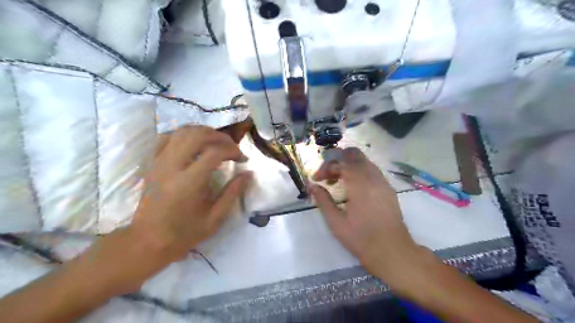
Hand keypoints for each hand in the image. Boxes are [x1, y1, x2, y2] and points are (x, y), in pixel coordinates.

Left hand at [132, 125, 253, 262]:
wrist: (148, 241)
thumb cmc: (184, 233)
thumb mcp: (215, 218)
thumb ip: (233, 193)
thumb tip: (248, 174)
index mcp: (188, 183)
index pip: (214, 152)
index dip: (232, 150)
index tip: (242, 159)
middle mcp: (172, 167)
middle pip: (197, 135)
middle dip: (219, 137)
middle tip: (231, 146)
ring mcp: (159, 163)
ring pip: (181, 132)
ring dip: (203, 132)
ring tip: (216, 143)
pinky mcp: (152, 164)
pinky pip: (167, 138)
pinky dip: (184, 135)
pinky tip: (194, 144)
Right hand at [310, 147, 425, 291]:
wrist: (393, 252)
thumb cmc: (361, 239)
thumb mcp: (336, 222)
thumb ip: (323, 200)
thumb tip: (312, 185)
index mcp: (359, 184)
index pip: (340, 162)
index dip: (326, 167)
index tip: (317, 180)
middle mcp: (373, 177)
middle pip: (354, 154)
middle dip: (337, 160)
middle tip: (328, 176)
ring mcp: (383, 182)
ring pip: (364, 161)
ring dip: (348, 165)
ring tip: (338, 182)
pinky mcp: (388, 188)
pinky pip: (372, 170)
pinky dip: (359, 172)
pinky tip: (353, 188)